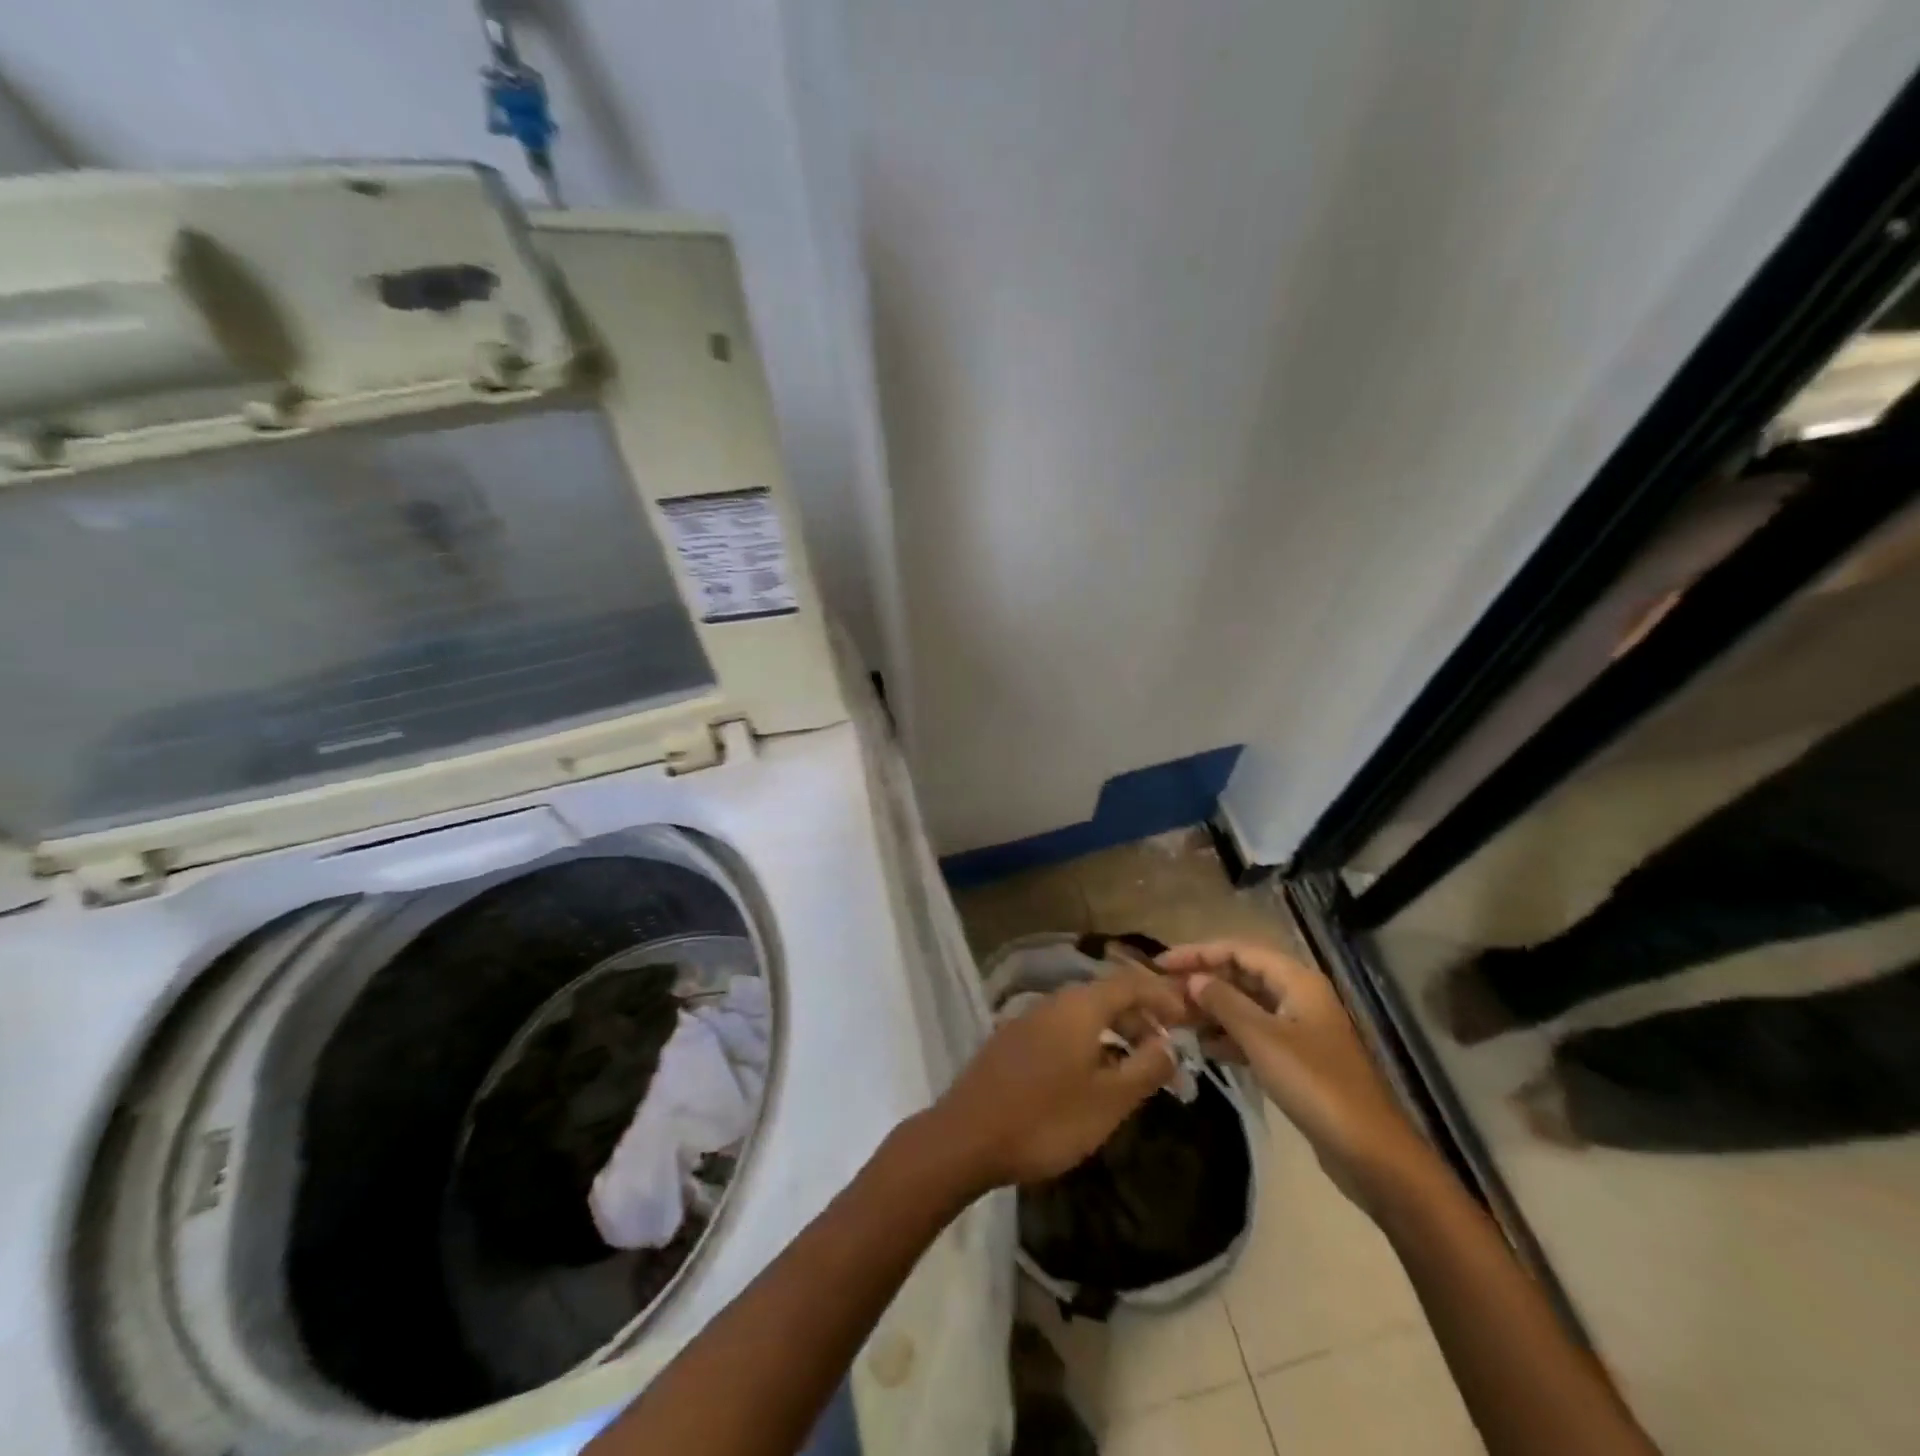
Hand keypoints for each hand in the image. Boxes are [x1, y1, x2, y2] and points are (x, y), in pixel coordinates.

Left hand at [924, 968, 1186, 1194]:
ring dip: (1114, 1034)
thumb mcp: (1109, 1100)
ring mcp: (1028, 1019)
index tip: (1188, 1019)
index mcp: (1079, 1006)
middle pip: (1106, 996)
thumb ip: (1145, 1068)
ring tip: (1135, 1069)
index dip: (1162, 996)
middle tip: (1166, 1054)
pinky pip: (1062, 1031)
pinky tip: (1092, 1077)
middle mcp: (1053, 1002)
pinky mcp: (1012, 1041)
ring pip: (1083, 1016)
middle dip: (1140, 1019)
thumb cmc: (1046, 1118)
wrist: (966, 1136)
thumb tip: (1170, 1044)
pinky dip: (1088, 1044)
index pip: (1130, 982)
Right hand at [1157, 940, 1428, 1208]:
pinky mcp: (1297, 1058)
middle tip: (1162, 993)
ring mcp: (1299, 1027)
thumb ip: (1224, 1003)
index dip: (1198, 953)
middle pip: (1242, 974)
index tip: (1160, 964)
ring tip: (1174, 1019)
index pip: (1238, 950)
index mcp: (1296, 980)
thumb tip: (1193, 979)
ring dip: (1212, 1009)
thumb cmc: (1316, 1085)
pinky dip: (1228, 1035)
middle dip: (1203, 980)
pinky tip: (1202, 1047)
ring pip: (1246, 1005)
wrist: (1370, 1153)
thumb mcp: (1263, 1039)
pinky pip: (1254, 1033)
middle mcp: (1298, 995)